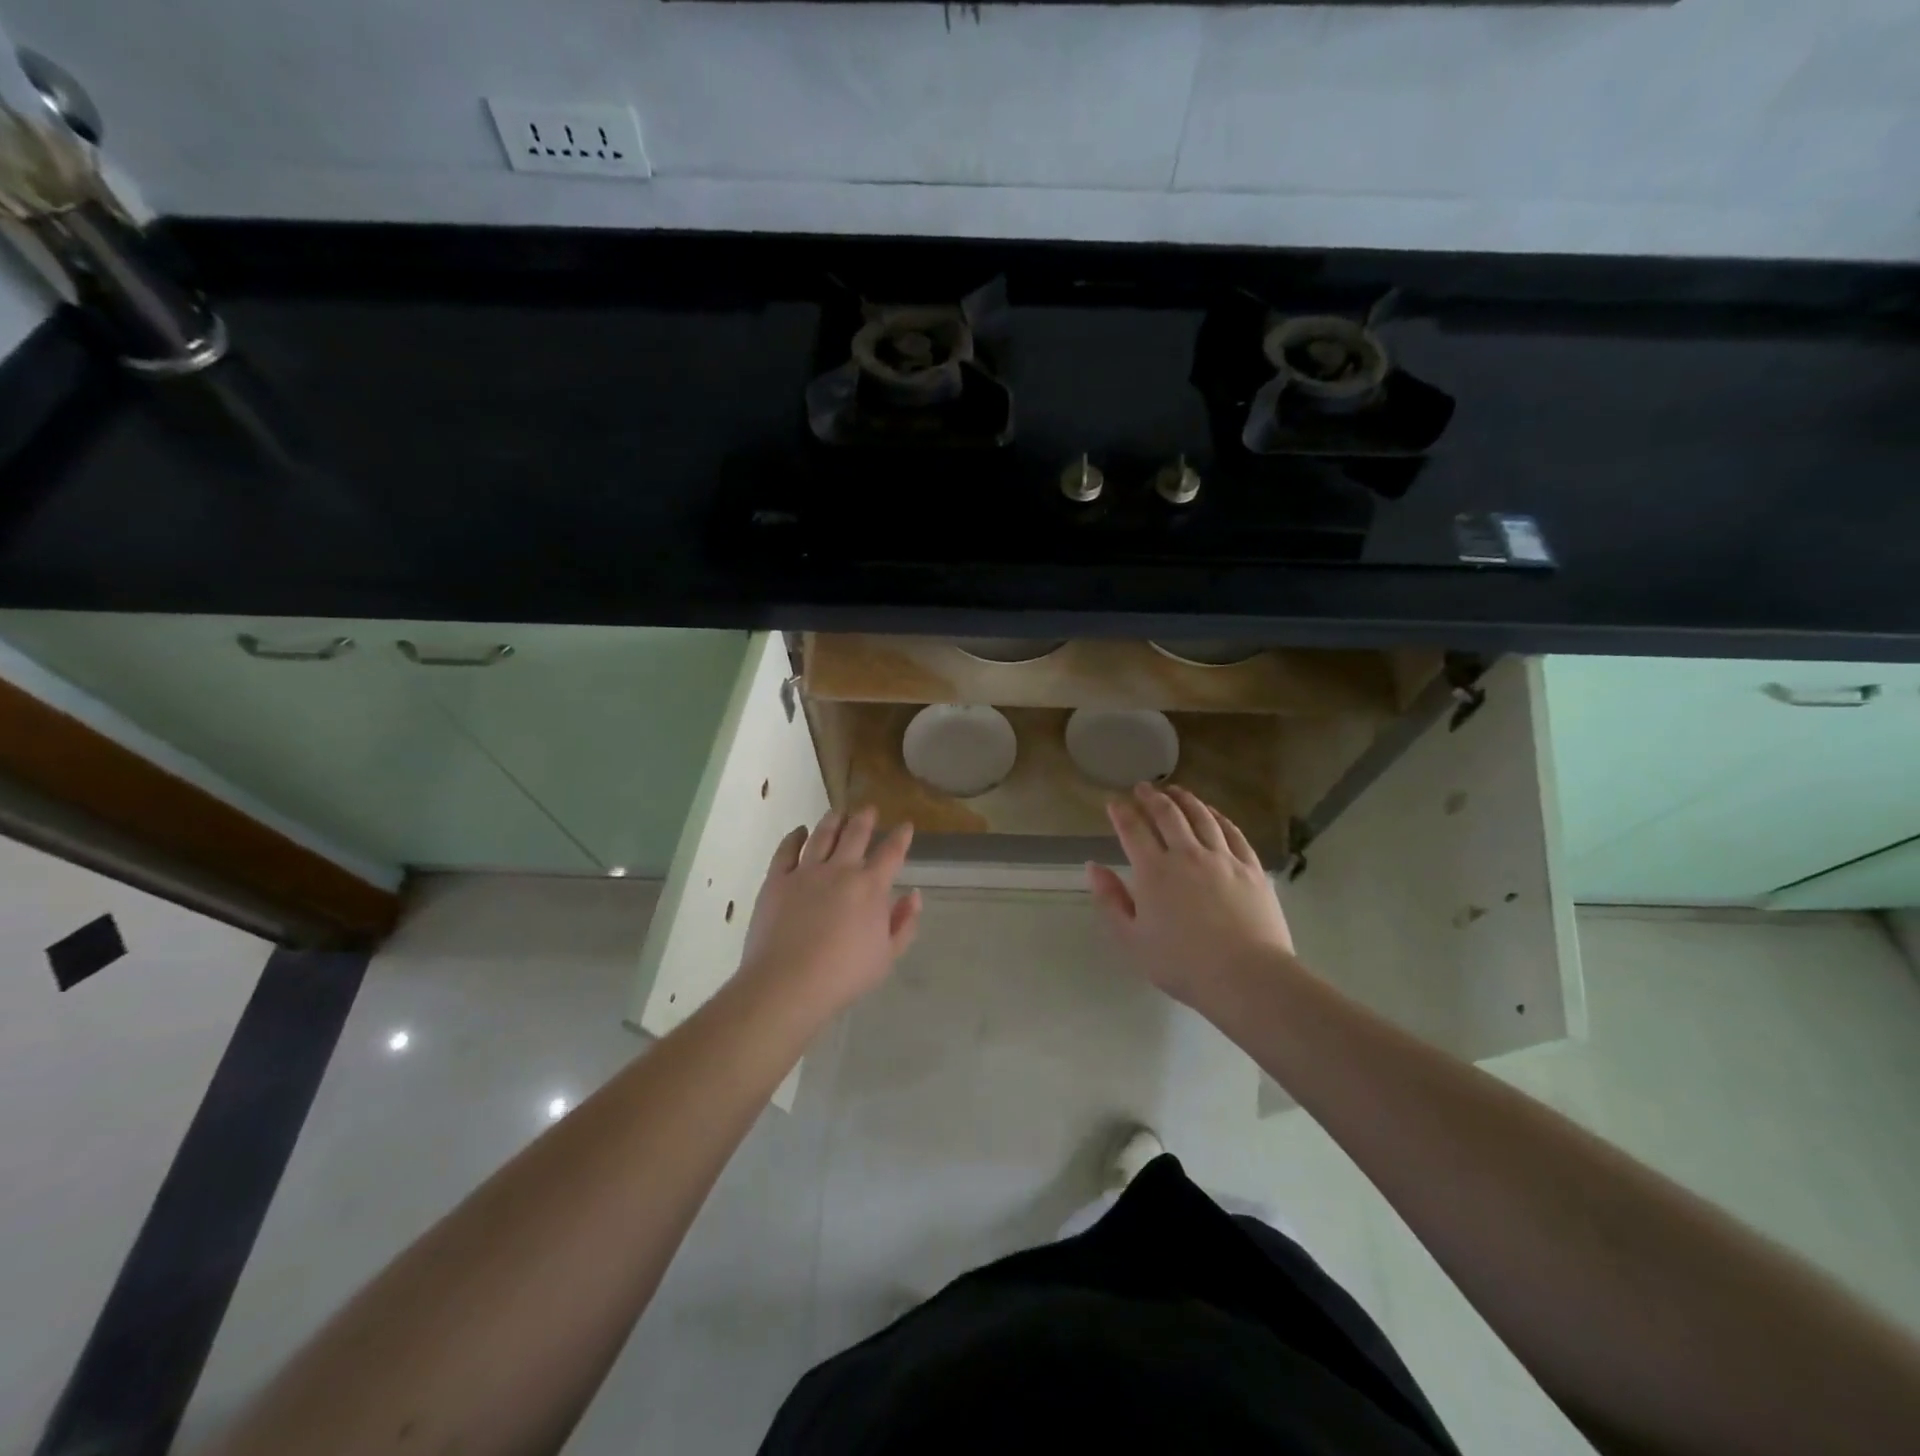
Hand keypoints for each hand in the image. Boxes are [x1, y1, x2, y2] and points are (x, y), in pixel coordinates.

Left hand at [739, 806, 922, 1015]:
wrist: (788, 984)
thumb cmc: (844, 975)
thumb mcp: (887, 956)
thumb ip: (904, 923)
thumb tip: (913, 895)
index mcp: (871, 887)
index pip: (891, 852)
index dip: (901, 836)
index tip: (906, 825)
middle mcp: (840, 870)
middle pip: (856, 834)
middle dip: (865, 819)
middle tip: (868, 809)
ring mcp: (806, 872)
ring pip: (822, 835)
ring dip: (833, 821)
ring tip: (838, 812)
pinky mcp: (777, 880)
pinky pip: (787, 850)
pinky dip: (795, 837)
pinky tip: (800, 832)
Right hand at [1087, 784, 1294, 1007]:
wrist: (1246, 976)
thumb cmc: (1182, 964)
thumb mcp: (1132, 940)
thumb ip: (1110, 900)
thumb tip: (1094, 867)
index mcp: (1154, 871)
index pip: (1133, 830)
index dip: (1121, 813)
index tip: (1114, 802)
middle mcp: (1187, 855)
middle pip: (1168, 815)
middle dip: (1152, 797)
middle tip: (1143, 787)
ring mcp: (1223, 858)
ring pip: (1201, 817)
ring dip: (1185, 800)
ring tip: (1175, 790)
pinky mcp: (1251, 868)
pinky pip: (1232, 832)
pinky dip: (1218, 817)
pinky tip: (1213, 813)